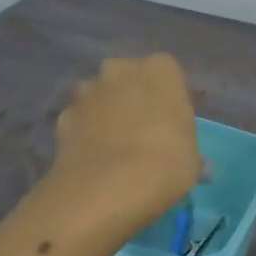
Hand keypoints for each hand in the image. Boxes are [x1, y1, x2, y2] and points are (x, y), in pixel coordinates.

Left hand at [50, 54, 201, 225]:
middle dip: (135, 99)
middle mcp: (121, 69)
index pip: (170, 76)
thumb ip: (186, 146)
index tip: (175, 126)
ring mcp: (87, 90)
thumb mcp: (193, 158)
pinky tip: (94, 161)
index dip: (172, 101)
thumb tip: (192, 160)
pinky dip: (86, 134)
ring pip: (102, 97)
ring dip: (107, 114)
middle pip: (131, 80)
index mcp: (161, 69)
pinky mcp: (63, 116)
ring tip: (116, 150)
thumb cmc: (165, 163)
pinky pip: (81, 121)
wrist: (107, 187)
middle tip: (145, 134)